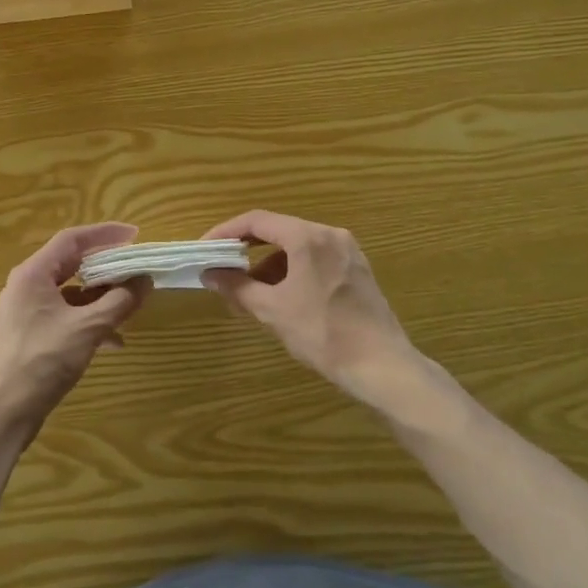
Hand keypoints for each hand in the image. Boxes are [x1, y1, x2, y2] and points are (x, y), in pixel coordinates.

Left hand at [0, 223, 149, 443]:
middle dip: (106, 266)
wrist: (2, 413)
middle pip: (71, 264)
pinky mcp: (30, 335)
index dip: (104, 234)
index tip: (134, 235)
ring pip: (70, 293)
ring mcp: (26, 312)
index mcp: (33, 274)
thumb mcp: (88, 329)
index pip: (72, 239)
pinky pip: (65, 316)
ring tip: (130, 304)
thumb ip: (119, 301)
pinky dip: (89, 321)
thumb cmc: (42, 361)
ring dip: (100, 297)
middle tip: (135, 267)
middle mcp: (27, 286)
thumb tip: (145, 281)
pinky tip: (114, 341)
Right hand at [202, 210, 432, 412]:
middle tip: (223, 269)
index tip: (205, 248)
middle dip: (247, 251)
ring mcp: (347, 251)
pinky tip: (281, 298)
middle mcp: (330, 235)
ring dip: (269, 265)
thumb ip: (237, 287)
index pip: (257, 221)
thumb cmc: (322, 333)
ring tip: (250, 293)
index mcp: (308, 238)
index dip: (226, 232)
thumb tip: (209, 274)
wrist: (381, 366)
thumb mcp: (272, 310)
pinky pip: (315, 259)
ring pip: (297, 247)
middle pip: (278, 231)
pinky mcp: (357, 270)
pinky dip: (292, 271)